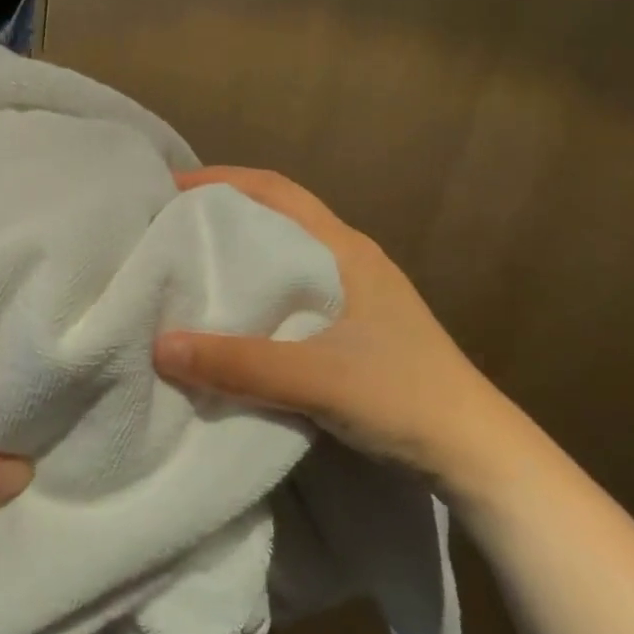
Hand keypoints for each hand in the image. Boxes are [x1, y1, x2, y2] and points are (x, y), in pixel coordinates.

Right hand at [153, 167, 514, 493]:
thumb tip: (159, 345)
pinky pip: (291, 298)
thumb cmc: (402, 397)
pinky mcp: (353, 332)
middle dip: (223, 217)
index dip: (223, 181)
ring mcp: (355, 298)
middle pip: (277, 220)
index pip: (277, 192)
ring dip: (240, 259)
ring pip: (284, 261)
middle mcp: (349, 263)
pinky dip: (255, 297)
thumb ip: (239, 363)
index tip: (171, 189)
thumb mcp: (315, 377)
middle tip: (169, 231)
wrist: (474, 453)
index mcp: (345, 251)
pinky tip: (231, 322)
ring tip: (188, 274)